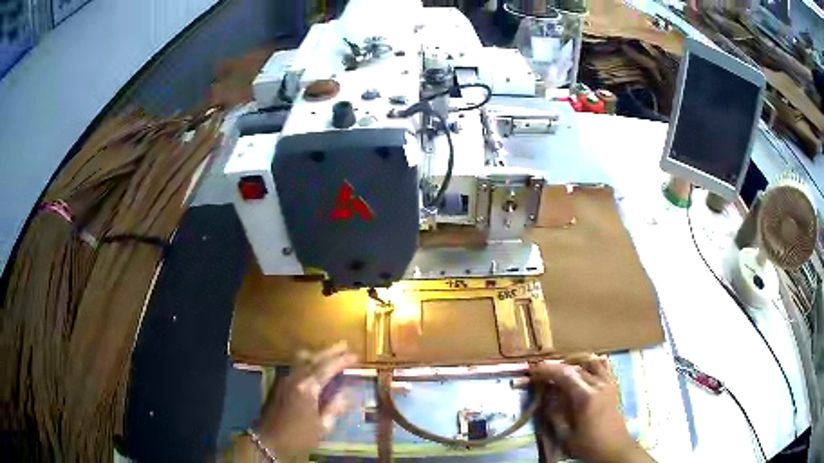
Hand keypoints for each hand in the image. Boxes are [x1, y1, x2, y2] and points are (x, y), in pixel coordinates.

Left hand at [258, 341, 356, 458]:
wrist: (270, 440)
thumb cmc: (299, 436)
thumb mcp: (322, 426)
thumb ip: (335, 407)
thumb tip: (346, 393)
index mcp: (308, 388)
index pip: (327, 368)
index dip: (342, 360)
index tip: (356, 355)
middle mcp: (295, 378)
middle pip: (313, 357)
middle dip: (330, 350)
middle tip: (345, 345)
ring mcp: (286, 379)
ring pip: (302, 358)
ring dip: (317, 353)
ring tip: (331, 353)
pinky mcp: (281, 383)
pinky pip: (296, 365)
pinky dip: (309, 361)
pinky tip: (316, 366)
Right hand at [530, 356, 652, 462]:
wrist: (614, 448)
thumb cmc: (588, 444)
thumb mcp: (565, 434)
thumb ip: (554, 412)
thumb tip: (545, 395)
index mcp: (586, 396)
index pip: (564, 374)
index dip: (547, 370)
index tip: (533, 370)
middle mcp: (598, 384)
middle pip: (575, 367)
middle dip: (557, 367)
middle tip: (541, 372)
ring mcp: (608, 383)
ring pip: (589, 363)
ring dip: (573, 364)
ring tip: (561, 371)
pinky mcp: (612, 386)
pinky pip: (602, 367)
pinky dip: (590, 364)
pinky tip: (583, 369)